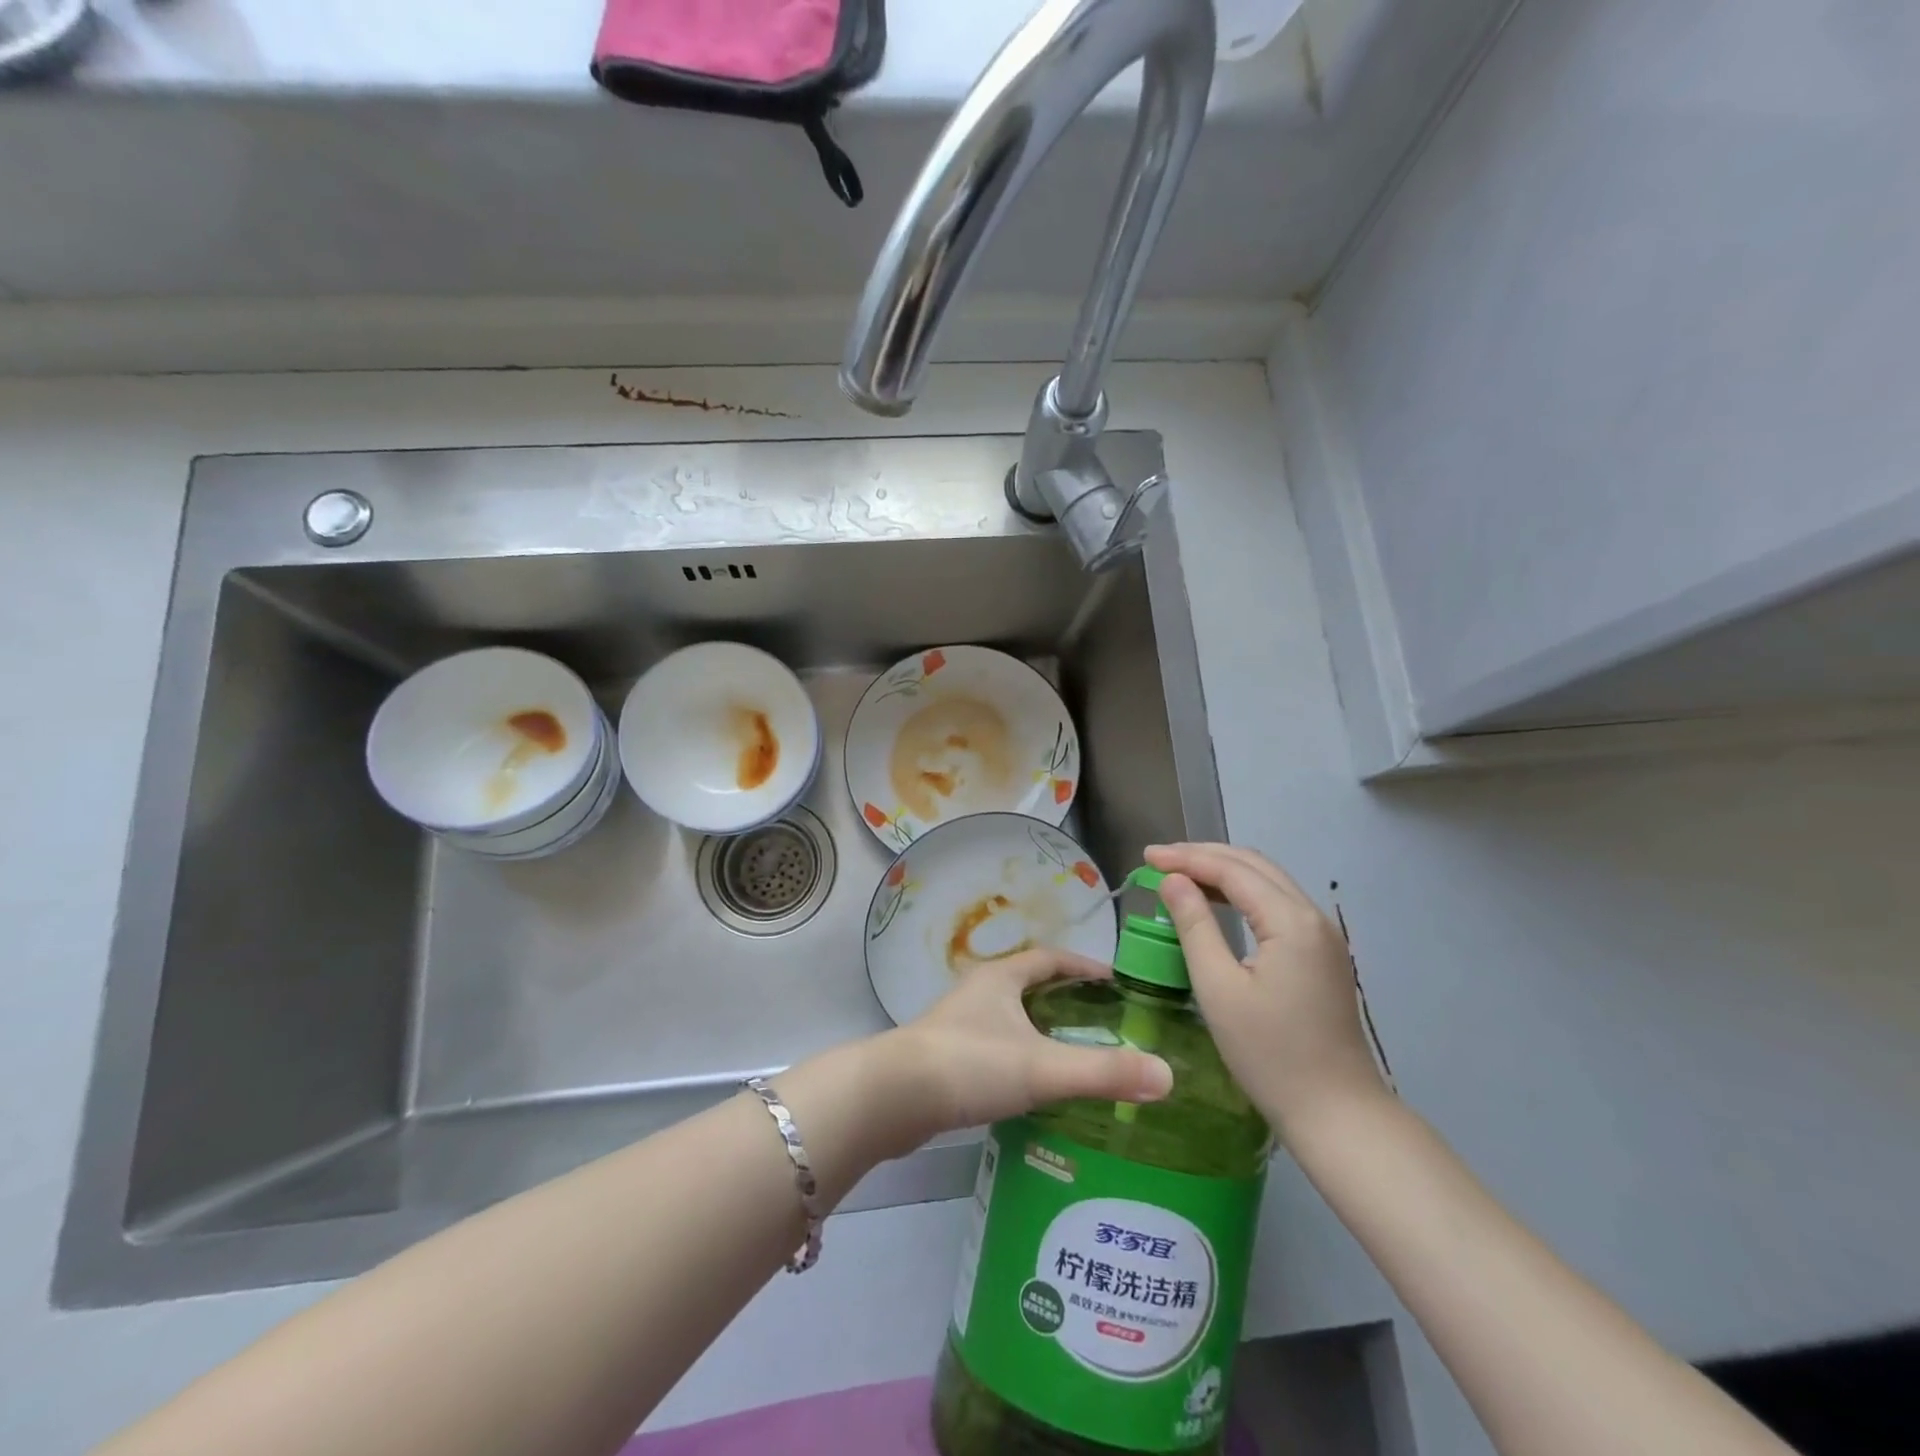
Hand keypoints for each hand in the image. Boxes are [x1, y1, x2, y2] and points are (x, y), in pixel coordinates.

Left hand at [878, 947, 1173, 1151]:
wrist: (892, 1098)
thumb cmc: (969, 1065)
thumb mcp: (1042, 1067)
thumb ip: (1103, 1072)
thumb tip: (1167, 1076)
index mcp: (1001, 978)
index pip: (1050, 958)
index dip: (1084, 966)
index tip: (1116, 982)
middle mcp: (978, 992)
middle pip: (1030, 986)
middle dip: (1066, 999)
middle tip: (1105, 1023)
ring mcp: (958, 1025)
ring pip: (1010, 1018)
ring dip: (1041, 1030)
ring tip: (1076, 1056)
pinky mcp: (946, 1058)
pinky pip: (995, 1048)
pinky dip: (1020, 1058)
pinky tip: (1033, 1088)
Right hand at [1147, 843, 1387, 1137]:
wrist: (1337, 1113)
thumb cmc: (1269, 1055)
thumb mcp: (1219, 989)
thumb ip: (1195, 926)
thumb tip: (1173, 881)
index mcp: (1291, 922)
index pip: (1233, 870)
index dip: (1187, 858)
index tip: (1146, 856)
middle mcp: (1313, 917)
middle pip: (1255, 866)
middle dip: (1204, 856)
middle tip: (1159, 859)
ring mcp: (1322, 936)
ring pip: (1268, 882)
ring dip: (1223, 871)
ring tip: (1179, 874)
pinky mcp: (1321, 954)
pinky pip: (1277, 904)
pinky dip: (1242, 893)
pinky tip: (1216, 902)